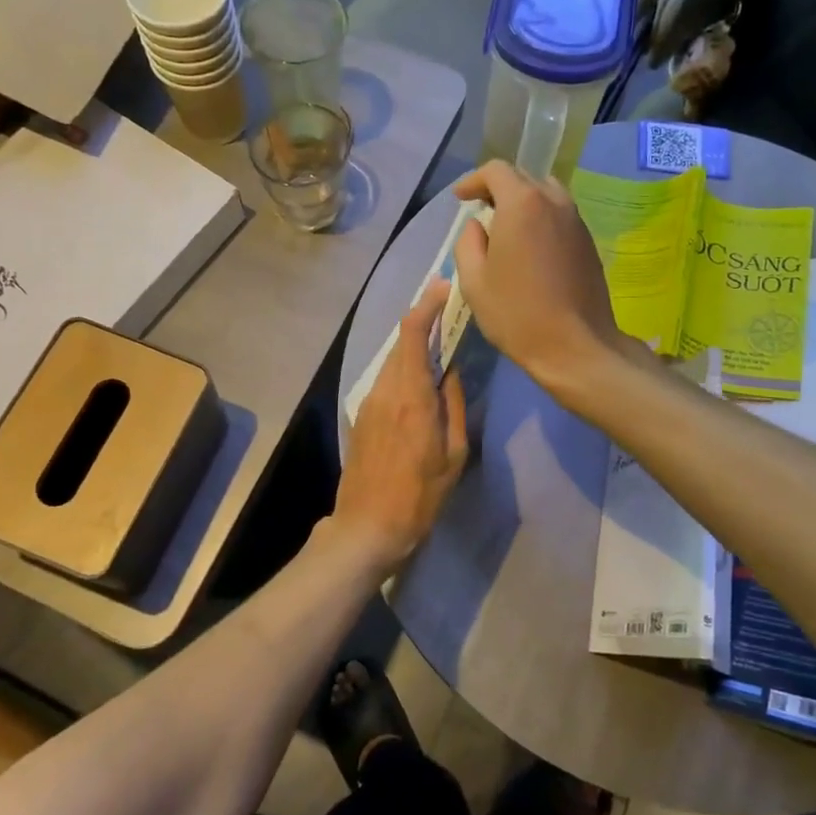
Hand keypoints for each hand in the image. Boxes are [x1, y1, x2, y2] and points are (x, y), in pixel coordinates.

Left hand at [333, 278, 468, 570]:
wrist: (368, 527)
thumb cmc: (420, 496)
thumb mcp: (454, 454)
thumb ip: (454, 406)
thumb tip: (451, 372)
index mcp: (412, 397)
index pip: (413, 334)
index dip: (426, 305)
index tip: (443, 287)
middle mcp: (385, 391)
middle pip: (400, 343)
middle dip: (421, 321)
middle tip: (446, 310)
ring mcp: (368, 404)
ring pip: (390, 361)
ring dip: (411, 347)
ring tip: (437, 341)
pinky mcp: (360, 418)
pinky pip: (384, 381)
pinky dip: (401, 370)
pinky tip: (417, 379)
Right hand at [452, 161, 631, 399]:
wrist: (575, 346)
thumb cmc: (516, 314)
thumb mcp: (474, 280)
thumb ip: (468, 242)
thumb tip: (477, 226)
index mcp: (523, 205)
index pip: (496, 171)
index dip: (473, 180)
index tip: (460, 198)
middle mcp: (554, 202)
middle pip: (524, 178)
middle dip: (498, 188)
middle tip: (480, 211)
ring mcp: (576, 222)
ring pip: (546, 194)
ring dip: (523, 202)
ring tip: (506, 228)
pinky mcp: (588, 242)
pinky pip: (560, 216)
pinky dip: (541, 219)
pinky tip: (530, 247)